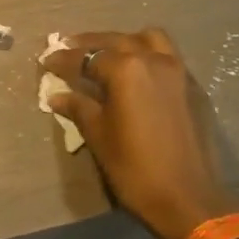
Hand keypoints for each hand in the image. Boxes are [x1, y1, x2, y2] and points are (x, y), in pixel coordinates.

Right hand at [40, 28, 238, 238]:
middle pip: (117, 40)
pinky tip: (135, 75)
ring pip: (149, 40)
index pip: (87, 57)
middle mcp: (154, 60)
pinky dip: (147, 55)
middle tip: (69, 48)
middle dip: (90, 44)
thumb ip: (79, 108)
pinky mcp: (193, 88)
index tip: (46, 61)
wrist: (188, 198)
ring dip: (124, 42)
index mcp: (127, 70)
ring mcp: (178, 72)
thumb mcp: (99, 137)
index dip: (64, 59)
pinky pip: (167, 57)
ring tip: (106, 54)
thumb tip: (57, 95)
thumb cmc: (135, 169)